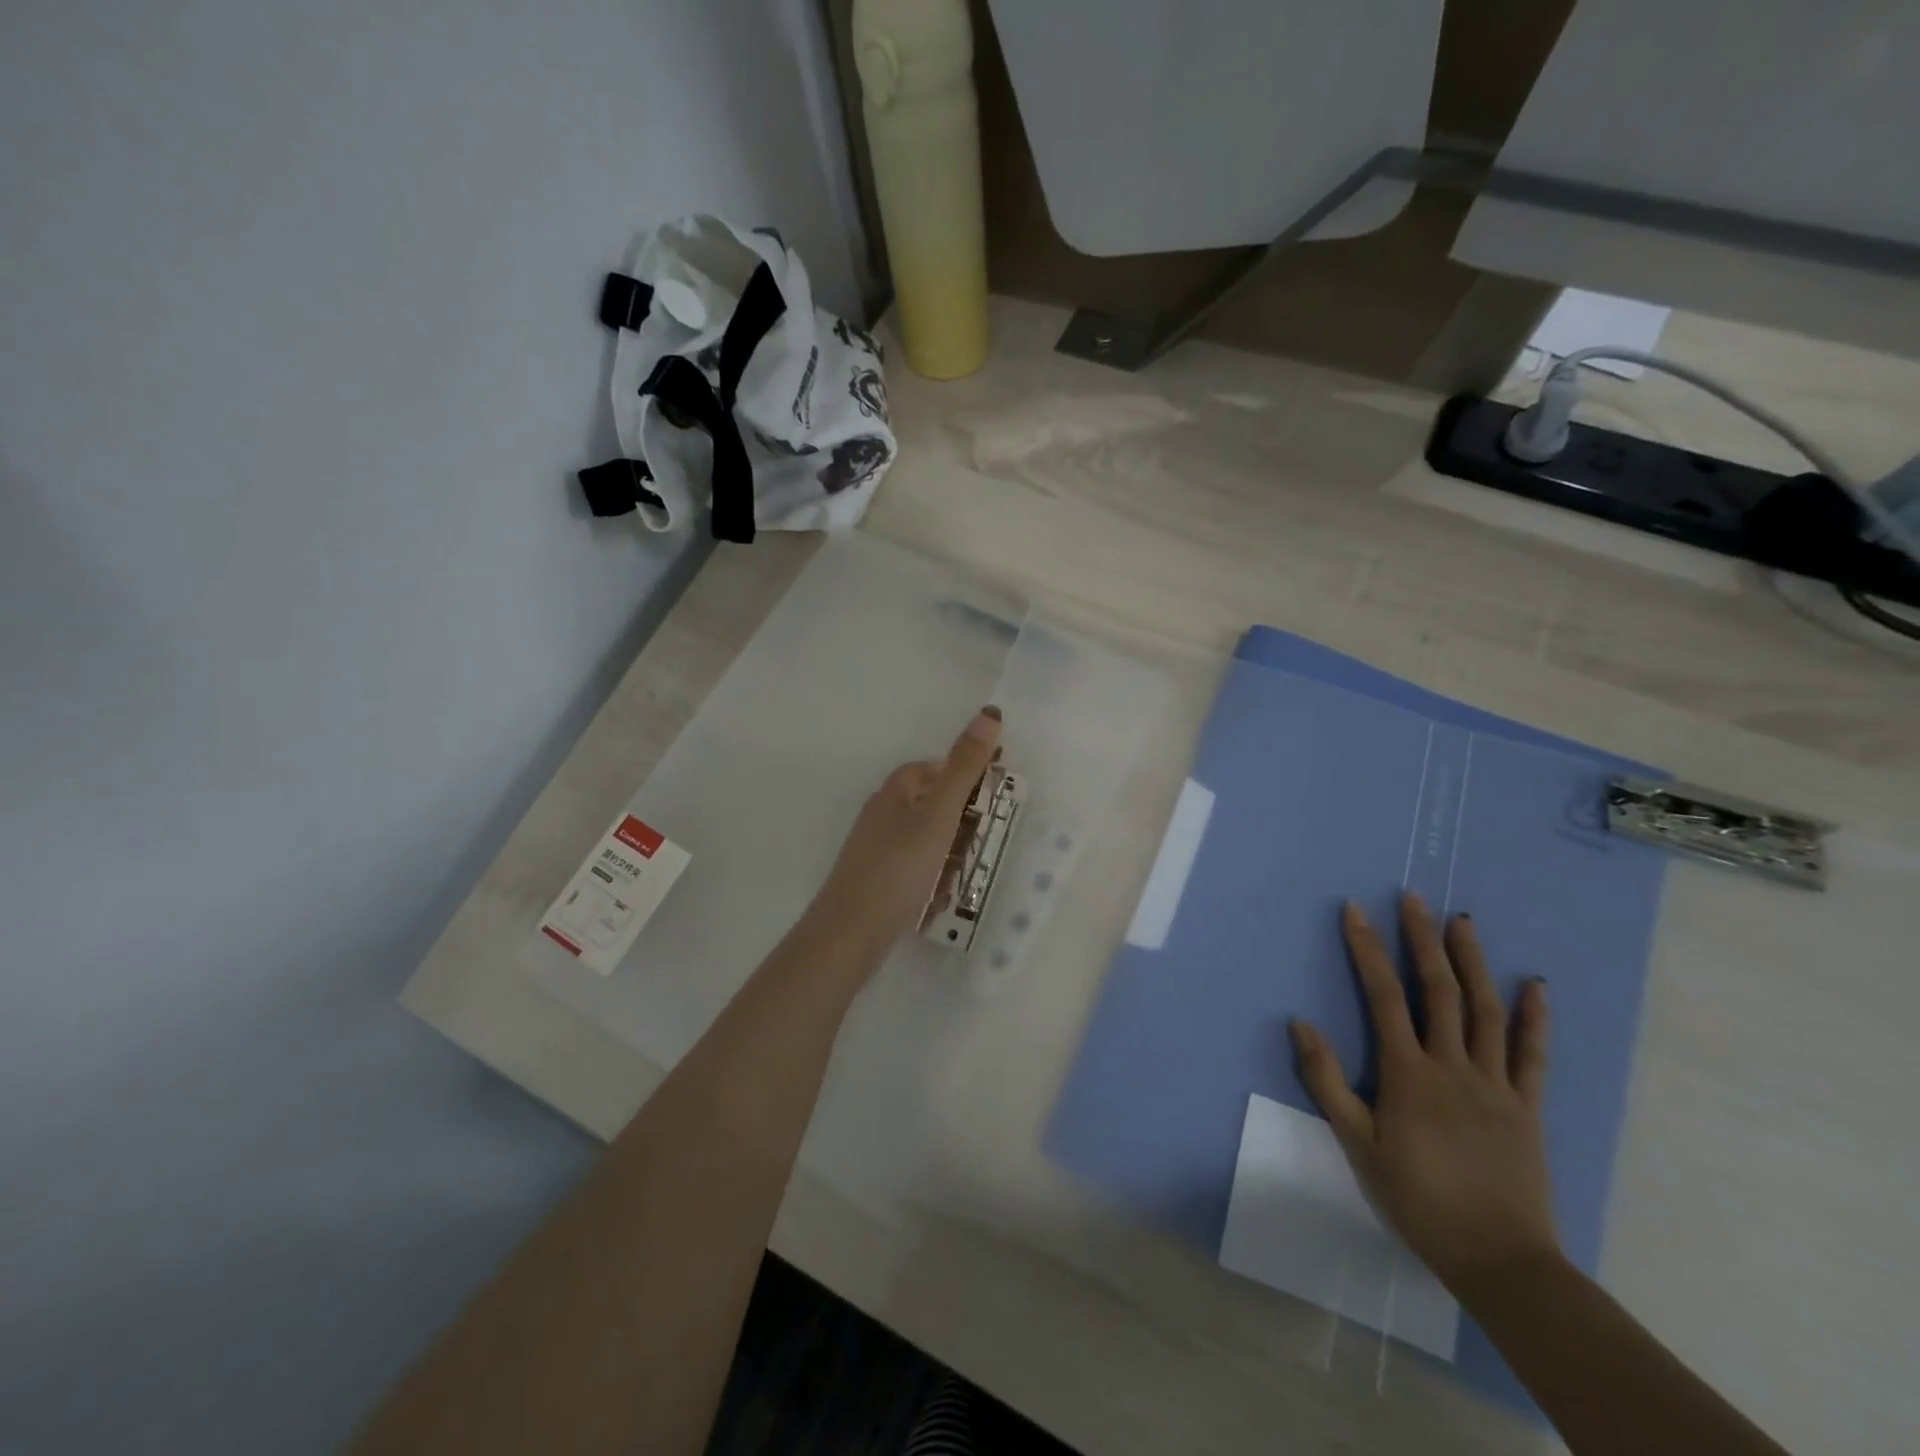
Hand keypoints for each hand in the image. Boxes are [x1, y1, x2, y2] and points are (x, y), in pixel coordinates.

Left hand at [804, 706, 1003, 958]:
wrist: (850, 932)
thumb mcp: (939, 814)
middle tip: (988, 833)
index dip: (960, 772)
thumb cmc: (899, 867)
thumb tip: (989, 713)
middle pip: (926, 802)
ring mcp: (874, 850)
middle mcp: (879, 815)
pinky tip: (943, 892)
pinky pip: (912, 866)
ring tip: (971, 866)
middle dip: (958, 814)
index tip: (992, 789)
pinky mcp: (874, 880)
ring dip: (948, 846)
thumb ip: (964, 768)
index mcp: (893, 793)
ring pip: (921, 837)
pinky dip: (932, 872)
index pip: (929, 768)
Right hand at [1291, 894, 1560, 1293]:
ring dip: (1473, 962)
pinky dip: (1535, 1018)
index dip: (1367, 950)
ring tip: (1463, 922)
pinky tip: (1536, 986)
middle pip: (1439, 990)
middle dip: (1422, 940)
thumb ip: (1326, 1081)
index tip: (1355, 911)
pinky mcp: (1527, 1106)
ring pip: (1486, 1010)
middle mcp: (1452, 1065)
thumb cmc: (1417, 1198)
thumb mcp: (1356, 1143)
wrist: (1498, 1258)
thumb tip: (1299, 1023)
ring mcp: (1495, 1083)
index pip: (1384, 996)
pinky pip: (1533, 1055)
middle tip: (1414, 899)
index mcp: (1408, 1073)